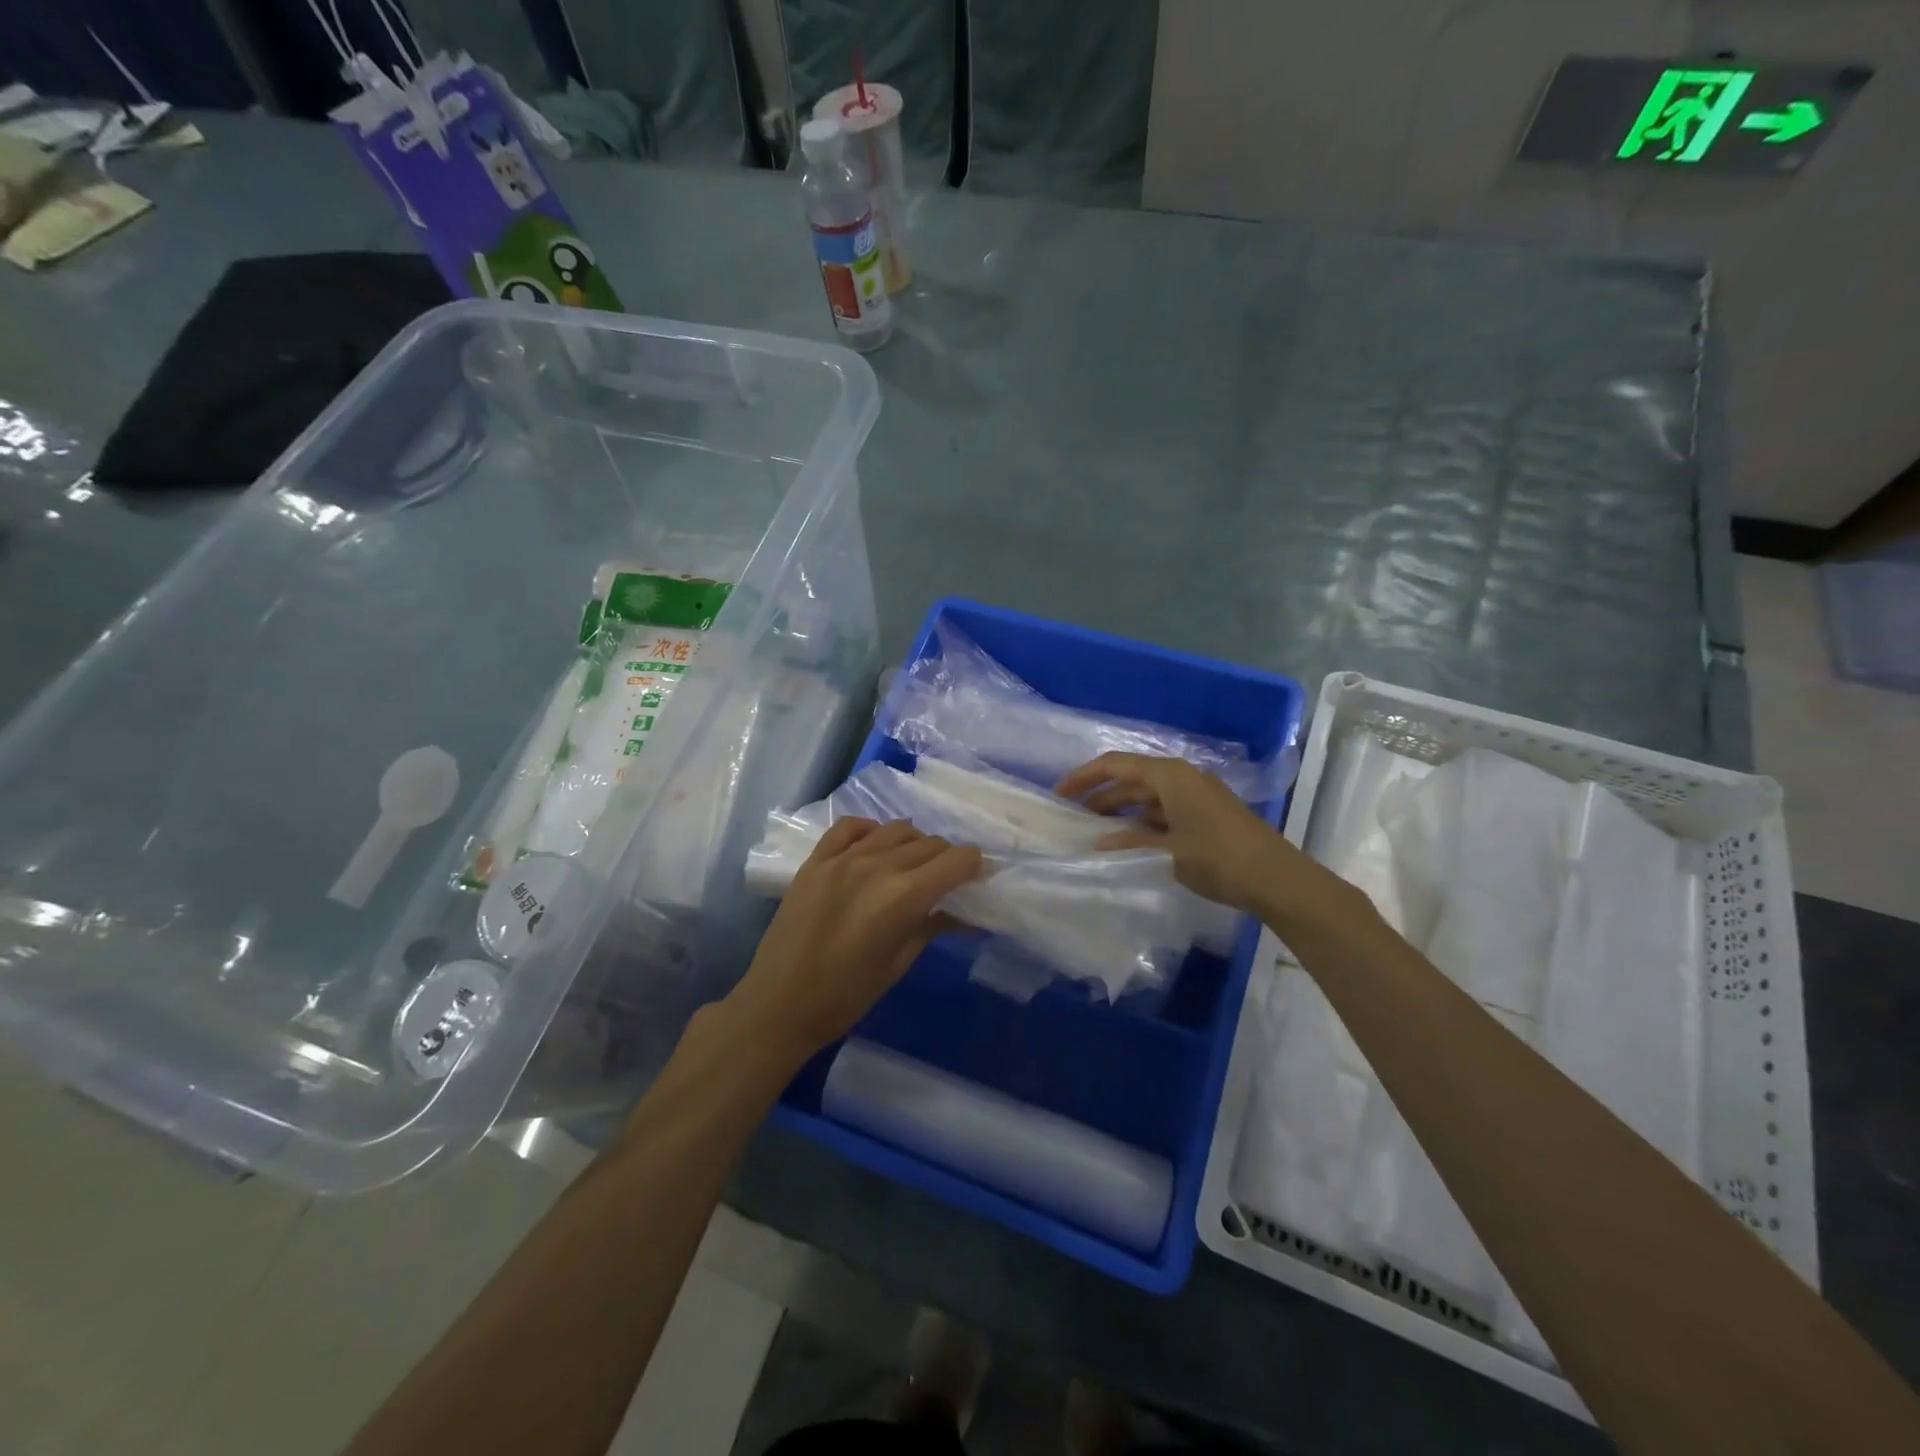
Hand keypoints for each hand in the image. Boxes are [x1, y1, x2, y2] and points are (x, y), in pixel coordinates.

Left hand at [726, 818, 981, 1058]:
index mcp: (903, 897)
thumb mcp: (899, 964)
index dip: (974, 866)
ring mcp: (842, 858)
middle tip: (948, 879)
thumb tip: (964, 912)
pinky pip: (850, 827)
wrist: (779, 1004)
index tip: (976, 878)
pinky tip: (875, 845)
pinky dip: (871, 830)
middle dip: (947, 858)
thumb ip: (932, 927)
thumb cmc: (846, 996)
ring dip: (914, 842)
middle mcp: (877, 866)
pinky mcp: (816, 859)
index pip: (956, 860)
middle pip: (929, 843)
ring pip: (895, 829)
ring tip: (913, 865)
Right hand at [1056, 752, 1316, 915]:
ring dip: (1120, 811)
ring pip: (1147, 797)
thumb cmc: (1218, 858)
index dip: (1084, 777)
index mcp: (1170, 776)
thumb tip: (1096, 843)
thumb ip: (1128, 844)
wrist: (1276, 879)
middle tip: (1072, 818)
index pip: (1116, 765)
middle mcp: (1182, 779)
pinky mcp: (1205, 816)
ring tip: (1093, 832)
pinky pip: (1163, 811)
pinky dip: (1142, 822)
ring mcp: (1196, 797)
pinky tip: (1127, 842)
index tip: (1059, 795)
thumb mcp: (1166, 853)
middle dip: (1100, 796)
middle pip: (1131, 779)